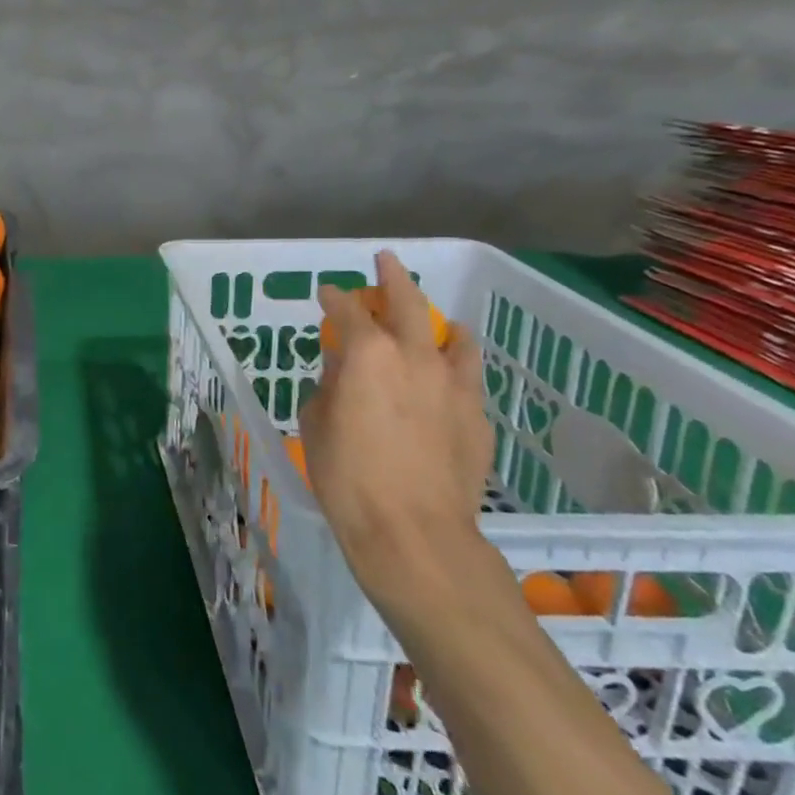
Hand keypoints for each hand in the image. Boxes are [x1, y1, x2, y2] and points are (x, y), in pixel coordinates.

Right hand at [298, 251, 493, 605]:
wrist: (414, 532)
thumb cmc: (346, 476)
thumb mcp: (317, 423)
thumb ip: (331, 385)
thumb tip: (345, 371)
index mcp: (367, 354)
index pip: (347, 310)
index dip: (333, 298)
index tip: (326, 293)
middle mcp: (414, 356)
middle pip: (408, 303)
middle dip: (394, 277)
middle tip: (386, 261)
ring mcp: (453, 385)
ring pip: (454, 336)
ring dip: (438, 323)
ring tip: (434, 323)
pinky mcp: (477, 416)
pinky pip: (468, 376)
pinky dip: (455, 365)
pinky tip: (445, 378)